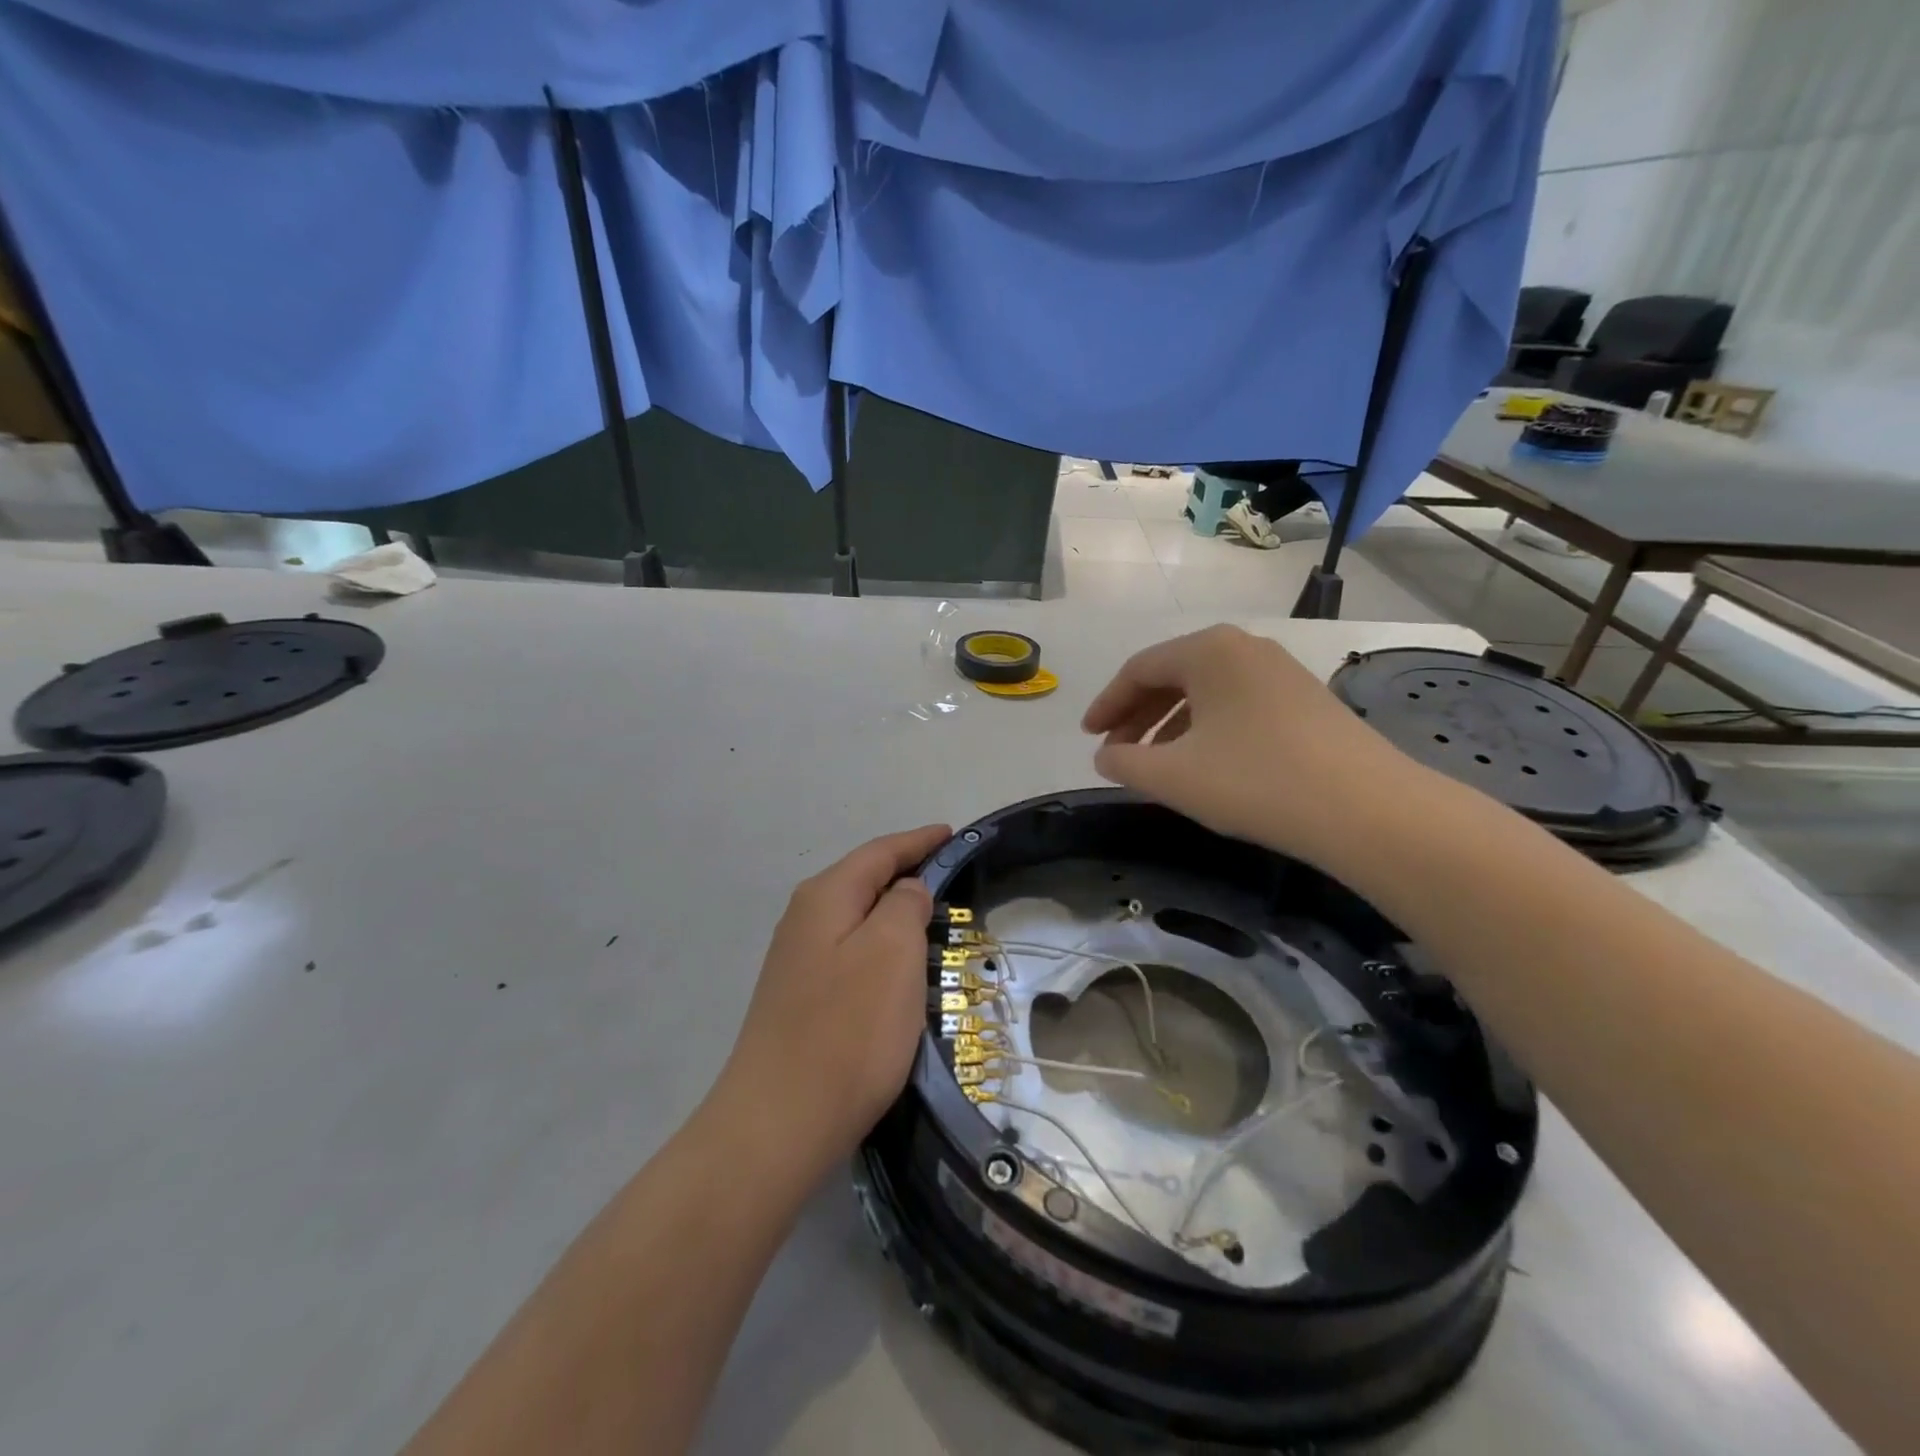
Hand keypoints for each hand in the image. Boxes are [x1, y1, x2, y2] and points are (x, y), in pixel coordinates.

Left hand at [716, 825, 951, 1171]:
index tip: (952, 834)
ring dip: (893, 912)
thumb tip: (906, 891)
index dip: (919, 841)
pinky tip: (897, 966)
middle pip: (864, 879)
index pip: (880, 852)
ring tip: (932, 917)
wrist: (780, 1123)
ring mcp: (797, 961)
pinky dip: (880, 946)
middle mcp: (804, 919)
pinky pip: (850, 952)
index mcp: (825, 896)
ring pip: (856, 918)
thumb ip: (904, 904)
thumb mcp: (892, 951)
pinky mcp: (800, 998)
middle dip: (906, 872)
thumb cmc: (848, 1028)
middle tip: (952, 876)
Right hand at [1081, 625, 1411, 864]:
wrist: (1366, 809)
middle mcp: (1245, 648)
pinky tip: (1204, 764)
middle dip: (1137, 717)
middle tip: (1115, 755)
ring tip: (1154, 765)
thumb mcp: (1172, 775)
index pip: (1139, 670)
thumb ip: (1124, 763)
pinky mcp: (1305, 700)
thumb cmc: (1254, 781)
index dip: (1106, 705)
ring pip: (1206, 693)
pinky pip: (1237, 705)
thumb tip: (1106, 758)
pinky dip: (1207, 730)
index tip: (1087, 738)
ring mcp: (1281, 671)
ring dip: (1170, 726)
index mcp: (1208, 650)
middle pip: (1172, 676)